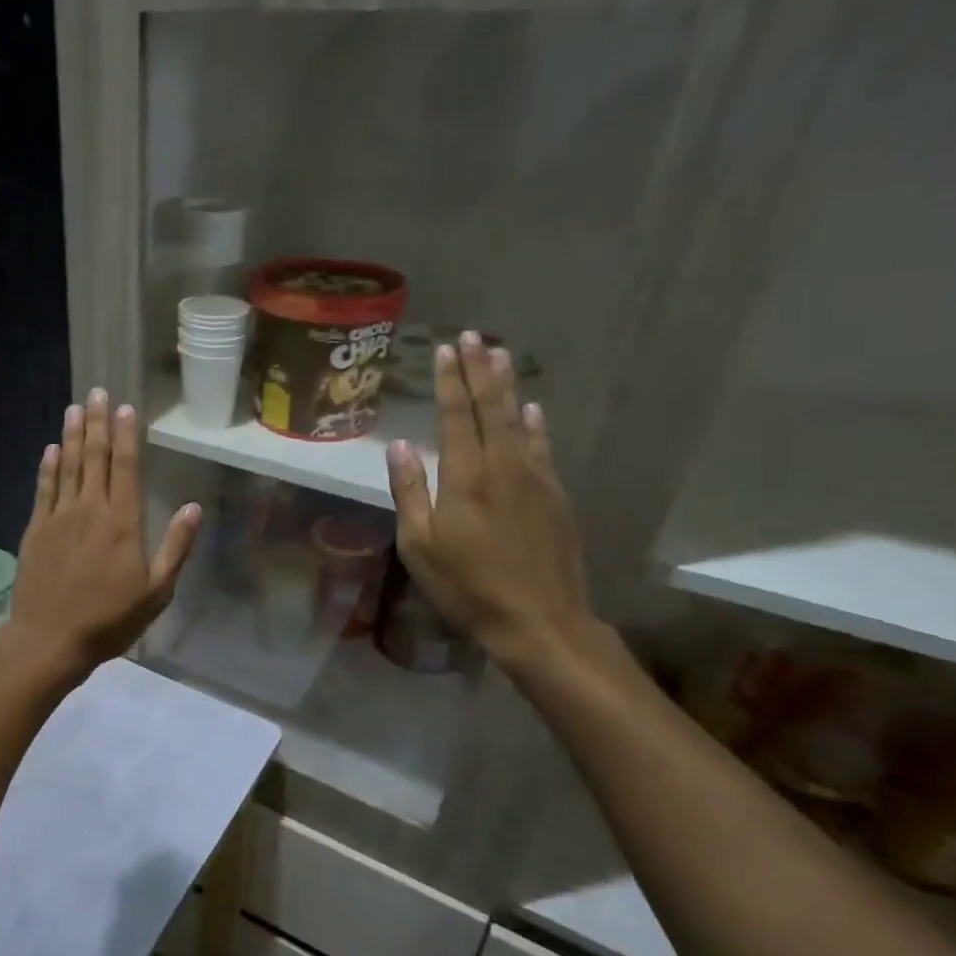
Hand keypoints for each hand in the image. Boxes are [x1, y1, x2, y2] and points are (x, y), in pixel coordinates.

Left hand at [11, 388, 201, 673]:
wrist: (51, 638)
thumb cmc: (110, 619)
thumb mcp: (157, 591)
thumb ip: (176, 547)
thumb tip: (194, 508)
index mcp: (123, 522)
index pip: (126, 467)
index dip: (126, 435)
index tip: (125, 407)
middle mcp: (90, 509)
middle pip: (95, 457)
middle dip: (98, 423)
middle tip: (97, 392)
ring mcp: (59, 517)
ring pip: (68, 466)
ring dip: (73, 435)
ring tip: (75, 408)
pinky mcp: (36, 529)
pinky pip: (44, 489)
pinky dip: (48, 466)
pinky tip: (51, 449)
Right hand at [385, 331, 593, 670]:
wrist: (539, 620)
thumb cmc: (466, 586)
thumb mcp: (419, 545)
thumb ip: (409, 492)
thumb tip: (400, 446)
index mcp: (465, 477)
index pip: (456, 416)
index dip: (450, 381)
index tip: (445, 349)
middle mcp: (503, 466)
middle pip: (492, 407)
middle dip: (480, 369)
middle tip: (473, 336)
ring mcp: (534, 479)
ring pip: (520, 419)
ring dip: (507, 385)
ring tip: (500, 353)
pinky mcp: (554, 496)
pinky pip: (542, 446)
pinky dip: (535, 422)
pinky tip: (533, 408)